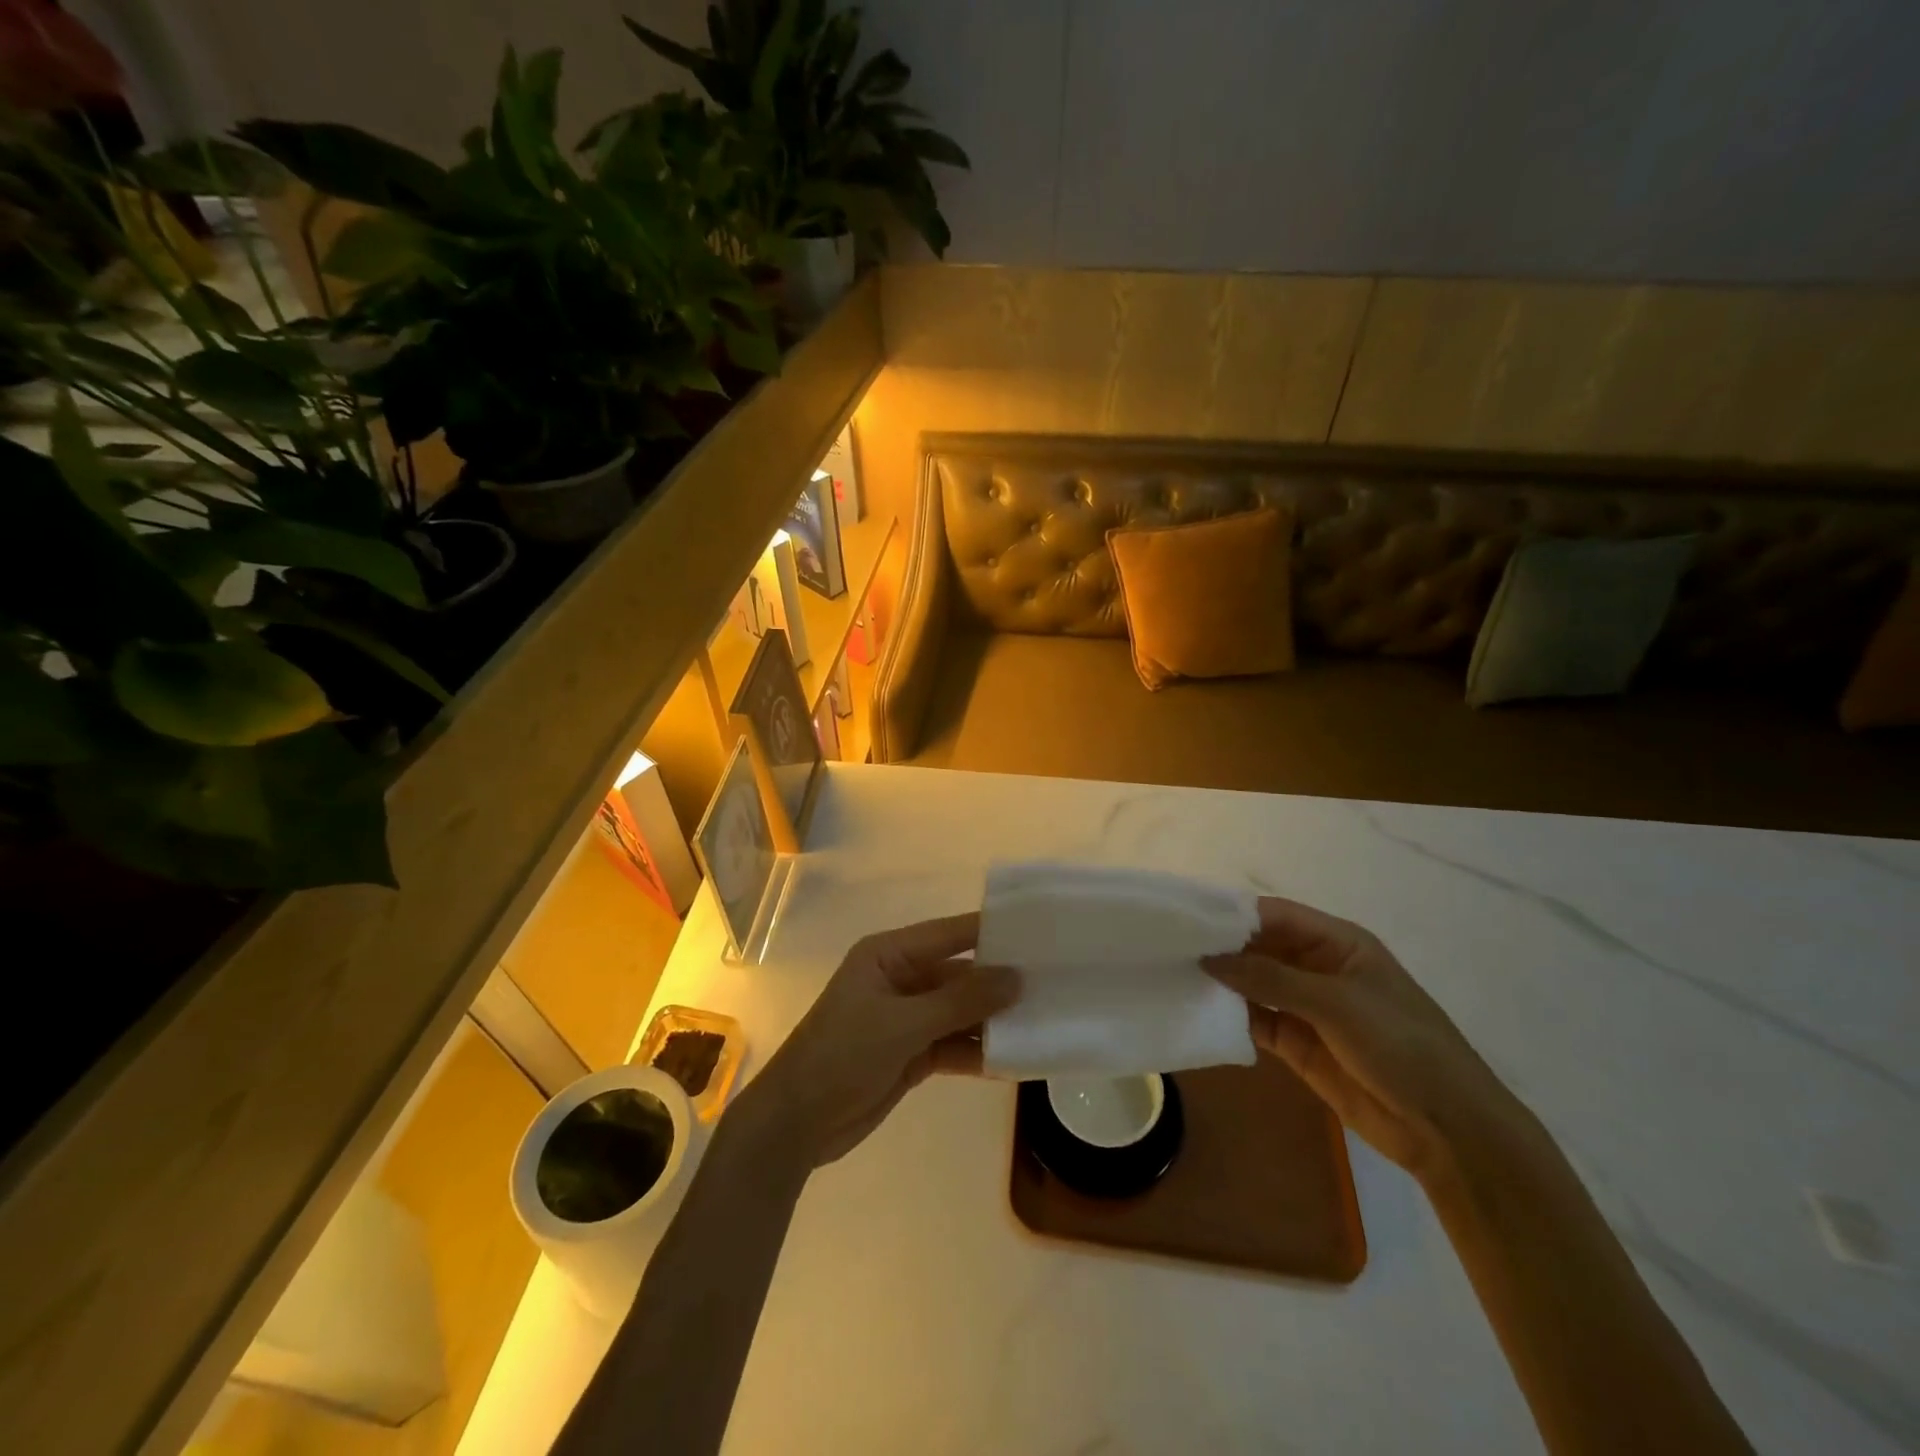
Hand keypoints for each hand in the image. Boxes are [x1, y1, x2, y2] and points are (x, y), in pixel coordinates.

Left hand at [740, 913, 1020, 1167]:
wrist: (796, 1124)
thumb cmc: (842, 1055)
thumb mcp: (903, 1024)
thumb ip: (960, 1001)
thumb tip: (1016, 978)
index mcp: (889, 954)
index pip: (950, 933)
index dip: (992, 931)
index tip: (1039, 932)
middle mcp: (901, 978)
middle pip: (960, 974)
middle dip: (1000, 983)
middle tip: (1055, 985)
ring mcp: (906, 1018)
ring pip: (960, 1012)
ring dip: (993, 1021)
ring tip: (1045, 1023)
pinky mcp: (911, 1053)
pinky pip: (953, 1044)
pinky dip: (978, 1052)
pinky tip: (1014, 1060)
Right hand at [1204, 896, 1520, 1180]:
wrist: (1447, 1129)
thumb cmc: (1401, 1046)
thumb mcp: (1336, 1004)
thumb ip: (1270, 979)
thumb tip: (1208, 958)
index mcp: (1337, 943)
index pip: (1274, 915)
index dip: (1233, 914)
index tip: (1186, 918)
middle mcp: (1317, 967)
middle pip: (1259, 948)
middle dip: (1221, 948)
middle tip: (1169, 948)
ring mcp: (1307, 1007)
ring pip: (1253, 984)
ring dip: (1222, 983)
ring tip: (1173, 976)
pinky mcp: (1297, 1043)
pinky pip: (1256, 1020)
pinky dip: (1230, 1016)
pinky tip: (1198, 1011)